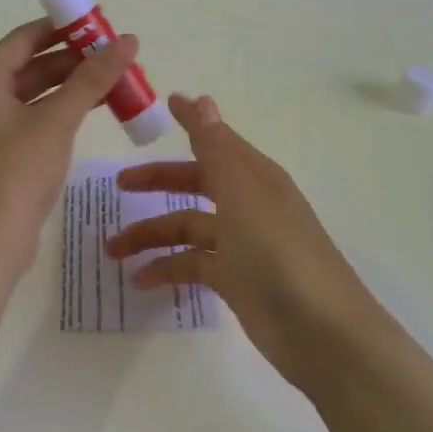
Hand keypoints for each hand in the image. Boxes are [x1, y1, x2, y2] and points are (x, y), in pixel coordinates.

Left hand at [0, 19, 139, 277]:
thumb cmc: (16, 172)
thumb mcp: (57, 120)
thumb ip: (92, 78)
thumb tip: (128, 40)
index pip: (25, 38)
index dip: (63, 29)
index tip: (101, 25)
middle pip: (30, 64)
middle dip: (73, 59)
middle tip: (115, 55)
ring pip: (34, 92)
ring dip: (71, 85)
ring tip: (115, 80)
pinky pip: (32, 117)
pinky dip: (61, 110)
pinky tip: (95, 109)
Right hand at [108, 93, 383, 389]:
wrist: (320, 332)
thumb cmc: (278, 253)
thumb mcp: (242, 194)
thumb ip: (217, 149)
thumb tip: (203, 99)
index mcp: (253, 177)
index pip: (215, 140)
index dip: (191, 123)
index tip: (166, 103)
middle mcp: (247, 204)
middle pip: (195, 183)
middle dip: (157, 182)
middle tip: (119, 186)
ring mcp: (242, 244)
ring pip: (187, 228)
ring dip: (151, 235)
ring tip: (112, 250)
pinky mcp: (235, 280)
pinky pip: (192, 265)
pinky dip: (166, 269)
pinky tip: (139, 281)